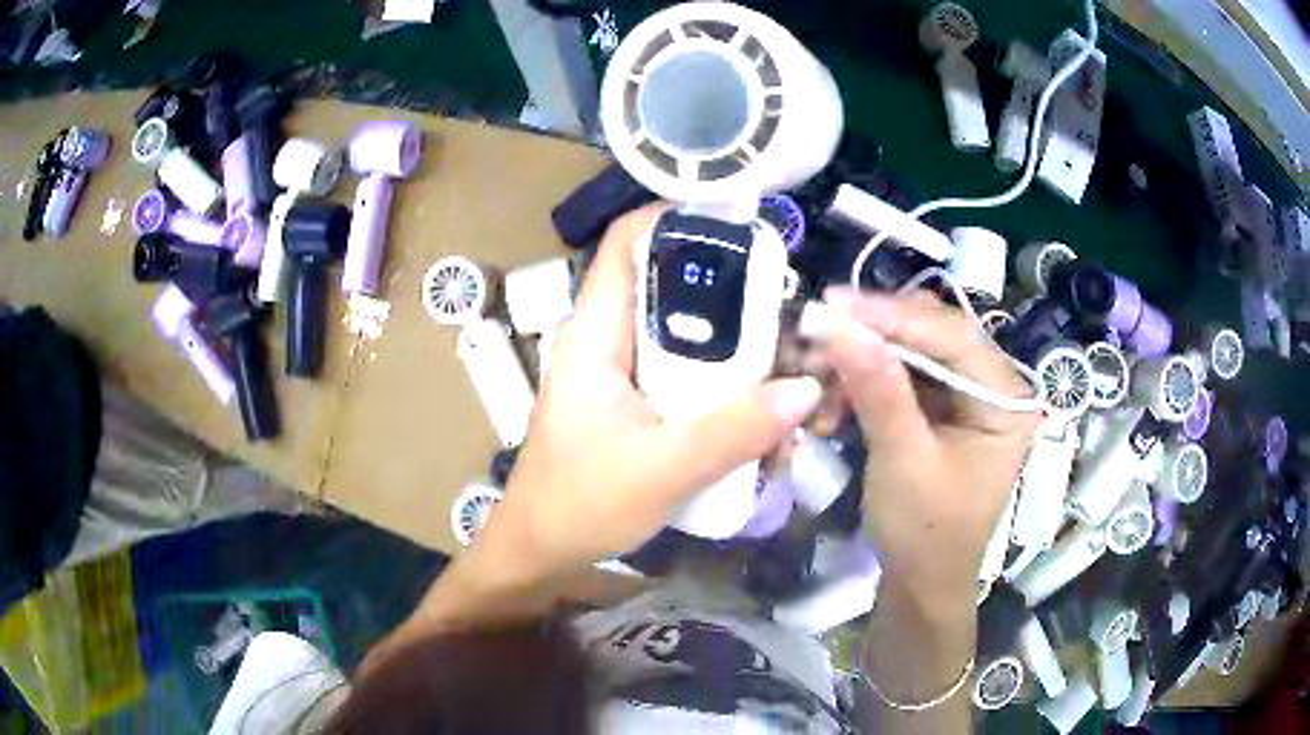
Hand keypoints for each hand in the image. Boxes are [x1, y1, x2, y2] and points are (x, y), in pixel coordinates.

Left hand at [491, 206, 823, 576]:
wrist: (541, 550)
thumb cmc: (581, 504)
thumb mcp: (663, 468)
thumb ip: (735, 430)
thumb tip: (807, 389)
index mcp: (597, 332)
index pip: (629, 240)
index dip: (680, 216)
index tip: (747, 223)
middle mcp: (610, 338)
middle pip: (675, 285)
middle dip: (737, 296)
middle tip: (796, 316)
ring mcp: (624, 370)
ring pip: (689, 334)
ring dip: (740, 352)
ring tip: (792, 376)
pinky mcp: (637, 401)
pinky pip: (689, 375)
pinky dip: (727, 388)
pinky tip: (763, 421)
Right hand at [822, 288, 1037, 612]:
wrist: (921, 584)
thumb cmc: (925, 533)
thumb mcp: (903, 461)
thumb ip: (879, 391)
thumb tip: (839, 326)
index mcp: (1005, 399)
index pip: (952, 335)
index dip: (892, 315)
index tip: (832, 304)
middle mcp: (993, 386)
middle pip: (931, 336)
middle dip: (872, 335)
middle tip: (816, 331)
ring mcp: (966, 396)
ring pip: (911, 353)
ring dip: (861, 360)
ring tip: (815, 374)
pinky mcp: (941, 410)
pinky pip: (901, 378)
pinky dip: (864, 383)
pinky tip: (832, 400)